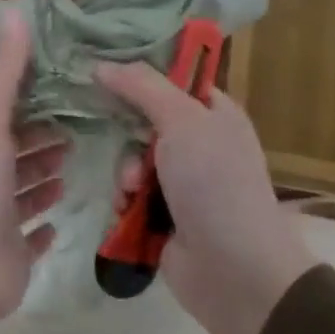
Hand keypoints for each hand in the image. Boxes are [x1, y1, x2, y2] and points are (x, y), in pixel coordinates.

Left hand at [0, 10, 66, 333]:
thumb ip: (5, 73)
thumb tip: (15, 11)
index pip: (3, 119)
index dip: (28, 105)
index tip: (62, 92)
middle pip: (13, 156)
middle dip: (39, 143)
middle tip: (75, 133)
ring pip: (21, 196)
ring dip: (40, 182)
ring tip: (70, 169)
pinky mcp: (10, 259)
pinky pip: (28, 241)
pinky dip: (40, 231)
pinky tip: (58, 221)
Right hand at [95, 63, 316, 333]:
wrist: (233, 269)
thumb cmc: (214, 182)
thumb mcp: (182, 120)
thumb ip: (141, 88)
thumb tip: (101, 64)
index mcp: (215, 114)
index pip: (171, 82)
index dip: (139, 77)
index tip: (102, 74)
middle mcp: (201, 144)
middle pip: (145, 122)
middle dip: (128, 136)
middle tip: (126, 144)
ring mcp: (183, 184)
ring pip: (133, 161)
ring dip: (125, 173)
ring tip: (131, 190)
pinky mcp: (165, 217)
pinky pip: (131, 197)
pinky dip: (125, 202)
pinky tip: (126, 211)